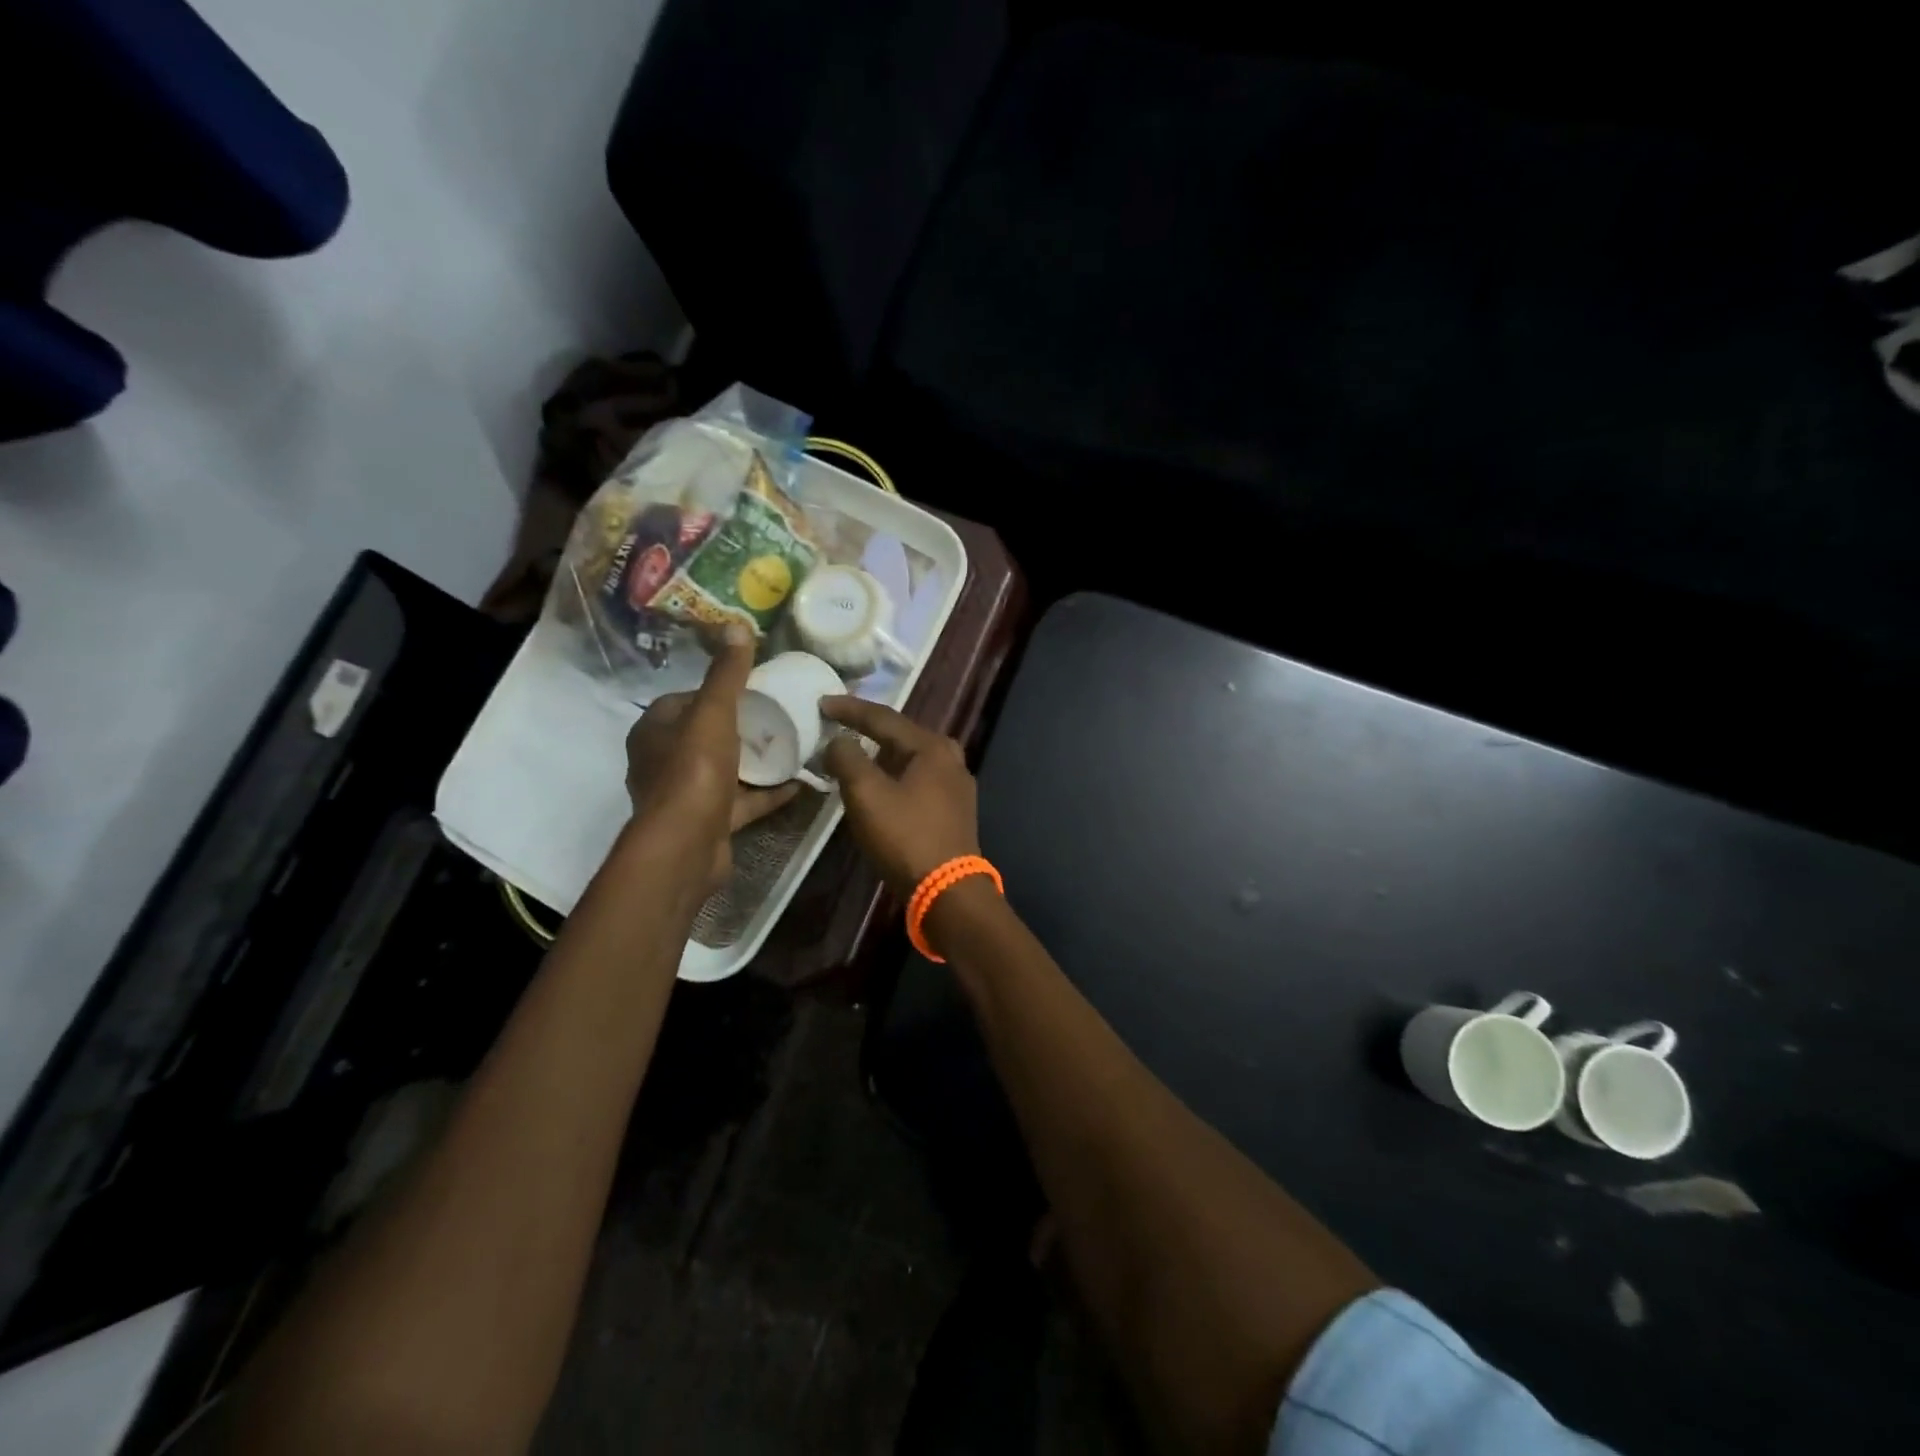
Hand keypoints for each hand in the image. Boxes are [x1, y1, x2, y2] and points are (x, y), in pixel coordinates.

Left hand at [625, 634, 798, 891]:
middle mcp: (662, 762)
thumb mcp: (714, 714)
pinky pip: (740, 802)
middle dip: (738, 727)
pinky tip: (796, 784)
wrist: (686, 847)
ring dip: (752, 761)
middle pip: (705, 735)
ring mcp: (685, 796)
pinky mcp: (707, 823)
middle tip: (776, 716)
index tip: (751, 688)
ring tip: (788, 745)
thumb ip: (727, 674)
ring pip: (723, 770)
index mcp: (654, 731)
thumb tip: (735, 624)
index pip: (684, 700)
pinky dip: (765, 793)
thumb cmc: (694, 772)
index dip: (715, 692)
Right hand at [821, 698, 978, 897]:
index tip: (823, 703)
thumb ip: (848, 759)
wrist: (948, 891)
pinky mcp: (955, 811)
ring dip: (884, 755)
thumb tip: (839, 742)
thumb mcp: (866, 794)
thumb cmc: (905, 837)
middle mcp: (950, 759)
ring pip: (913, 759)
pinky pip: (920, 780)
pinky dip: (897, 776)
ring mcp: (957, 786)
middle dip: (871, 730)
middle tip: (842, 725)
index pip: (884, 718)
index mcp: (932, 748)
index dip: (851, 709)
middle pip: (903, 735)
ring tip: (857, 755)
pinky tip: (883, 786)